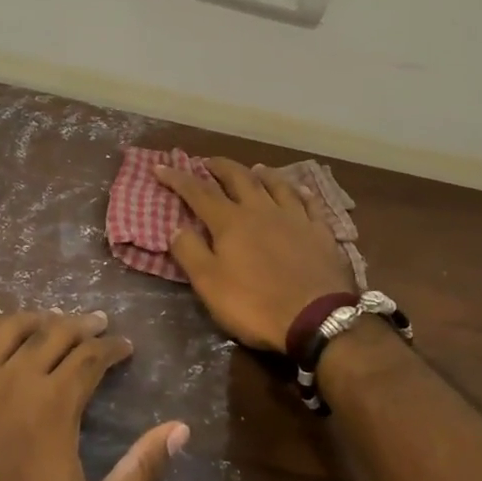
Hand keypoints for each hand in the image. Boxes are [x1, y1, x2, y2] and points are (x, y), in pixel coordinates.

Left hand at [0, 311, 187, 480]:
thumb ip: (140, 474)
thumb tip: (179, 429)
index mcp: (55, 403)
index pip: (91, 356)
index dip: (113, 348)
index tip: (125, 348)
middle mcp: (15, 378)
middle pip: (53, 332)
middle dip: (82, 325)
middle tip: (97, 324)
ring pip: (8, 328)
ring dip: (35, 319)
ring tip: (50, 320)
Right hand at [152, 158, 356, 352]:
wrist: (317, 318)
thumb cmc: (256, 304)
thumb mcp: (210, 285)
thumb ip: (190, 253)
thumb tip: (176, 227)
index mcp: (231, 222)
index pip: (198, 192)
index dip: (178, 178)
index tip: (161, 167)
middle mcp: (261, 210)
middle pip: (238, 178)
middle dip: (220, 167)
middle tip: (208, 162)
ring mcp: (294, 218)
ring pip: (276, 185)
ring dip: (261, 174)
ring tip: (253, 168)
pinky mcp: (320, 231)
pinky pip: (310, 203)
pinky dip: (301, 192)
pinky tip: (299, 190)